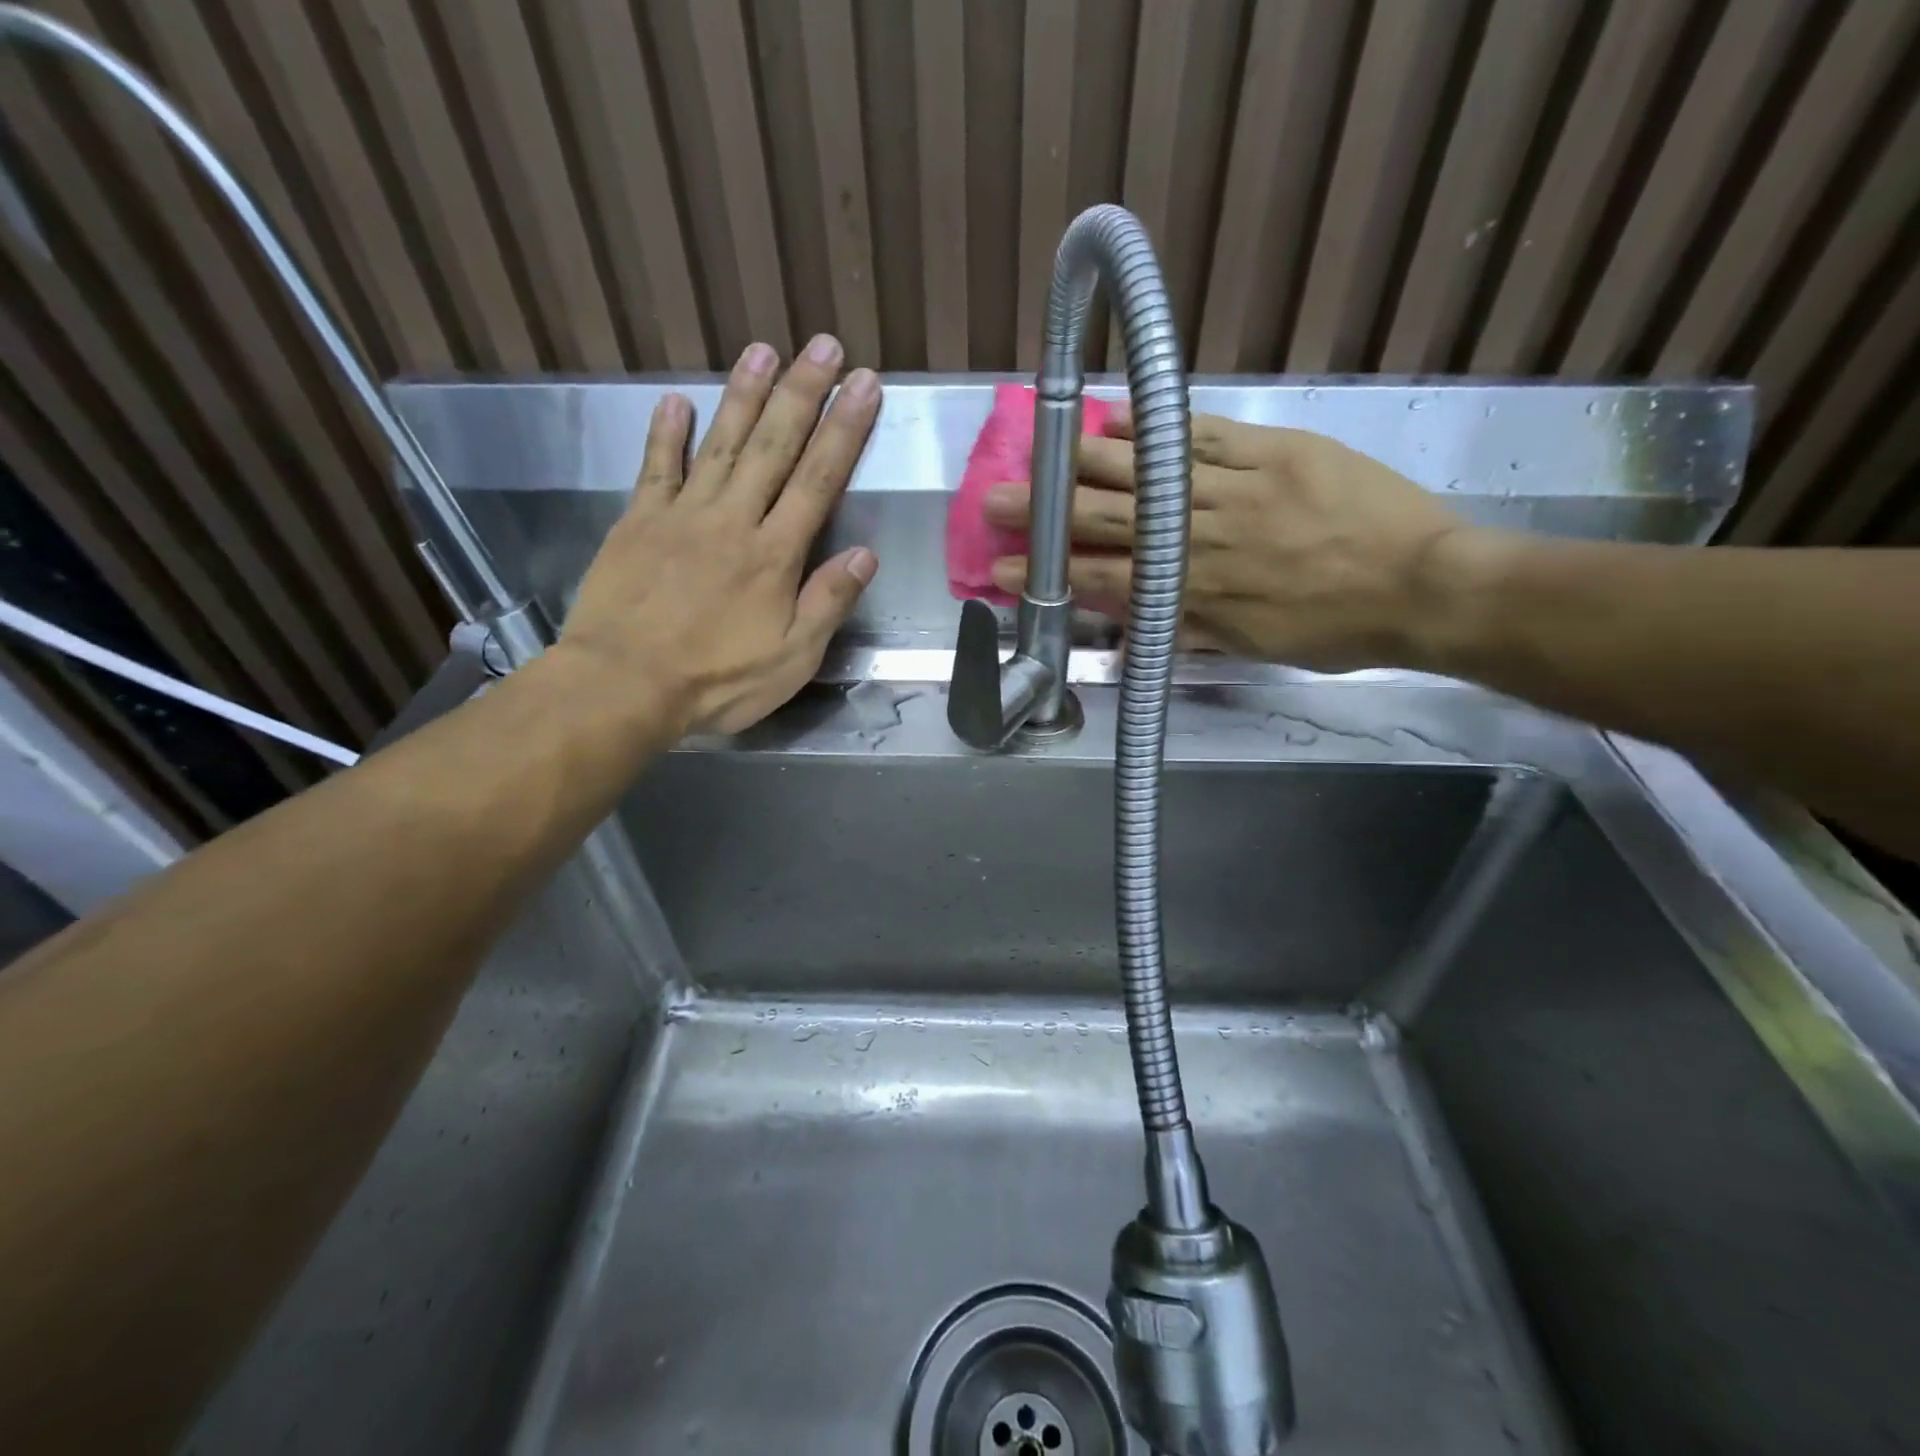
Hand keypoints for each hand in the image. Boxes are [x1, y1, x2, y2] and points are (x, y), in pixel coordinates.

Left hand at [560, 336, 878, 734]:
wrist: (624, 684)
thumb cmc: (717, 680)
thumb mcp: (792, 658)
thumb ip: (828, 603)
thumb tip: (865, 553)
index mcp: (775, 554)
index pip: (818, 480)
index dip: (844, 430)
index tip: (864, 385)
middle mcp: (733, 520)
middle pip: (773, 446)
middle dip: (802, 394)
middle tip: (823, 346)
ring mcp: (682, 515)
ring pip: (720, 444)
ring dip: (743, 395)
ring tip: (763, 350)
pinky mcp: (638, 522)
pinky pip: (655, 468)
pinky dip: (666, 434)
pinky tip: (675, 401)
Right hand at [984, 410, 1472, 671]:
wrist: (1424, 585)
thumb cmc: (1336, 629)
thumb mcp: (1252, 647)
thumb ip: (1187, 630)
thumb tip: (1132, 626)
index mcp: (1194, 593)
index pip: (1104, 580)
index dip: (1052, 574)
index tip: (1003, 567)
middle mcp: (1200, 539)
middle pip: (1109, 521)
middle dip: (1047, 513)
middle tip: (996, 499)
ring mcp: (1235, 489)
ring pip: (1146, 473)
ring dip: (1086, 463)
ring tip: (1041, 450)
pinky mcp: (1272, 452)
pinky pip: (1204, 434)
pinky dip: (1159, 426)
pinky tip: (1120, 416)